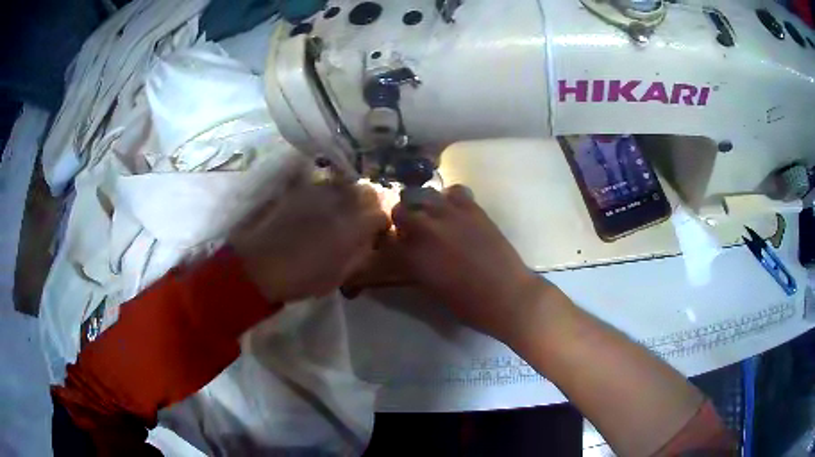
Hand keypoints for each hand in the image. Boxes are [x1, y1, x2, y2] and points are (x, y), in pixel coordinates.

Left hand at [229, 179, 388, 302]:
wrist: (258, 265)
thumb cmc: (301, 278)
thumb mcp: (339, 275)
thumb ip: (361, 253)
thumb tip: (370, 240)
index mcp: (352, 226)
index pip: (382, 213)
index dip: (384, 223)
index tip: (380, 233)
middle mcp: (339, 201)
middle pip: (369, 191)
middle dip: (372, 204)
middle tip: (365, 220)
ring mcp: (319, 191)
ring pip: (347, 184)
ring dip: (353, 196)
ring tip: (345, 212)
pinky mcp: (301, 189)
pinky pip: (326, 184)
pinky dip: (332, 193)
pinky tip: (324, 207)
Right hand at [391, 186, 549, 341]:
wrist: (506, 294)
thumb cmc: (468, 304)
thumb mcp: (431, 288)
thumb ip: (416, 265)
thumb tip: (410, 253)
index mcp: (412, 256)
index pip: (388, 241)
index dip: (390, 243)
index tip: (396, 247)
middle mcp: (425, 230)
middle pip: (400, 211)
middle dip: (402, 220)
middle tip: (411, 230)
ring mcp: (449, 215)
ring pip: (422, 195)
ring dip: (421, 205)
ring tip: (431, 216)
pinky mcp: (472, 209)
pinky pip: (454, 192)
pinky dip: (450, 199)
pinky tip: (455, 211)